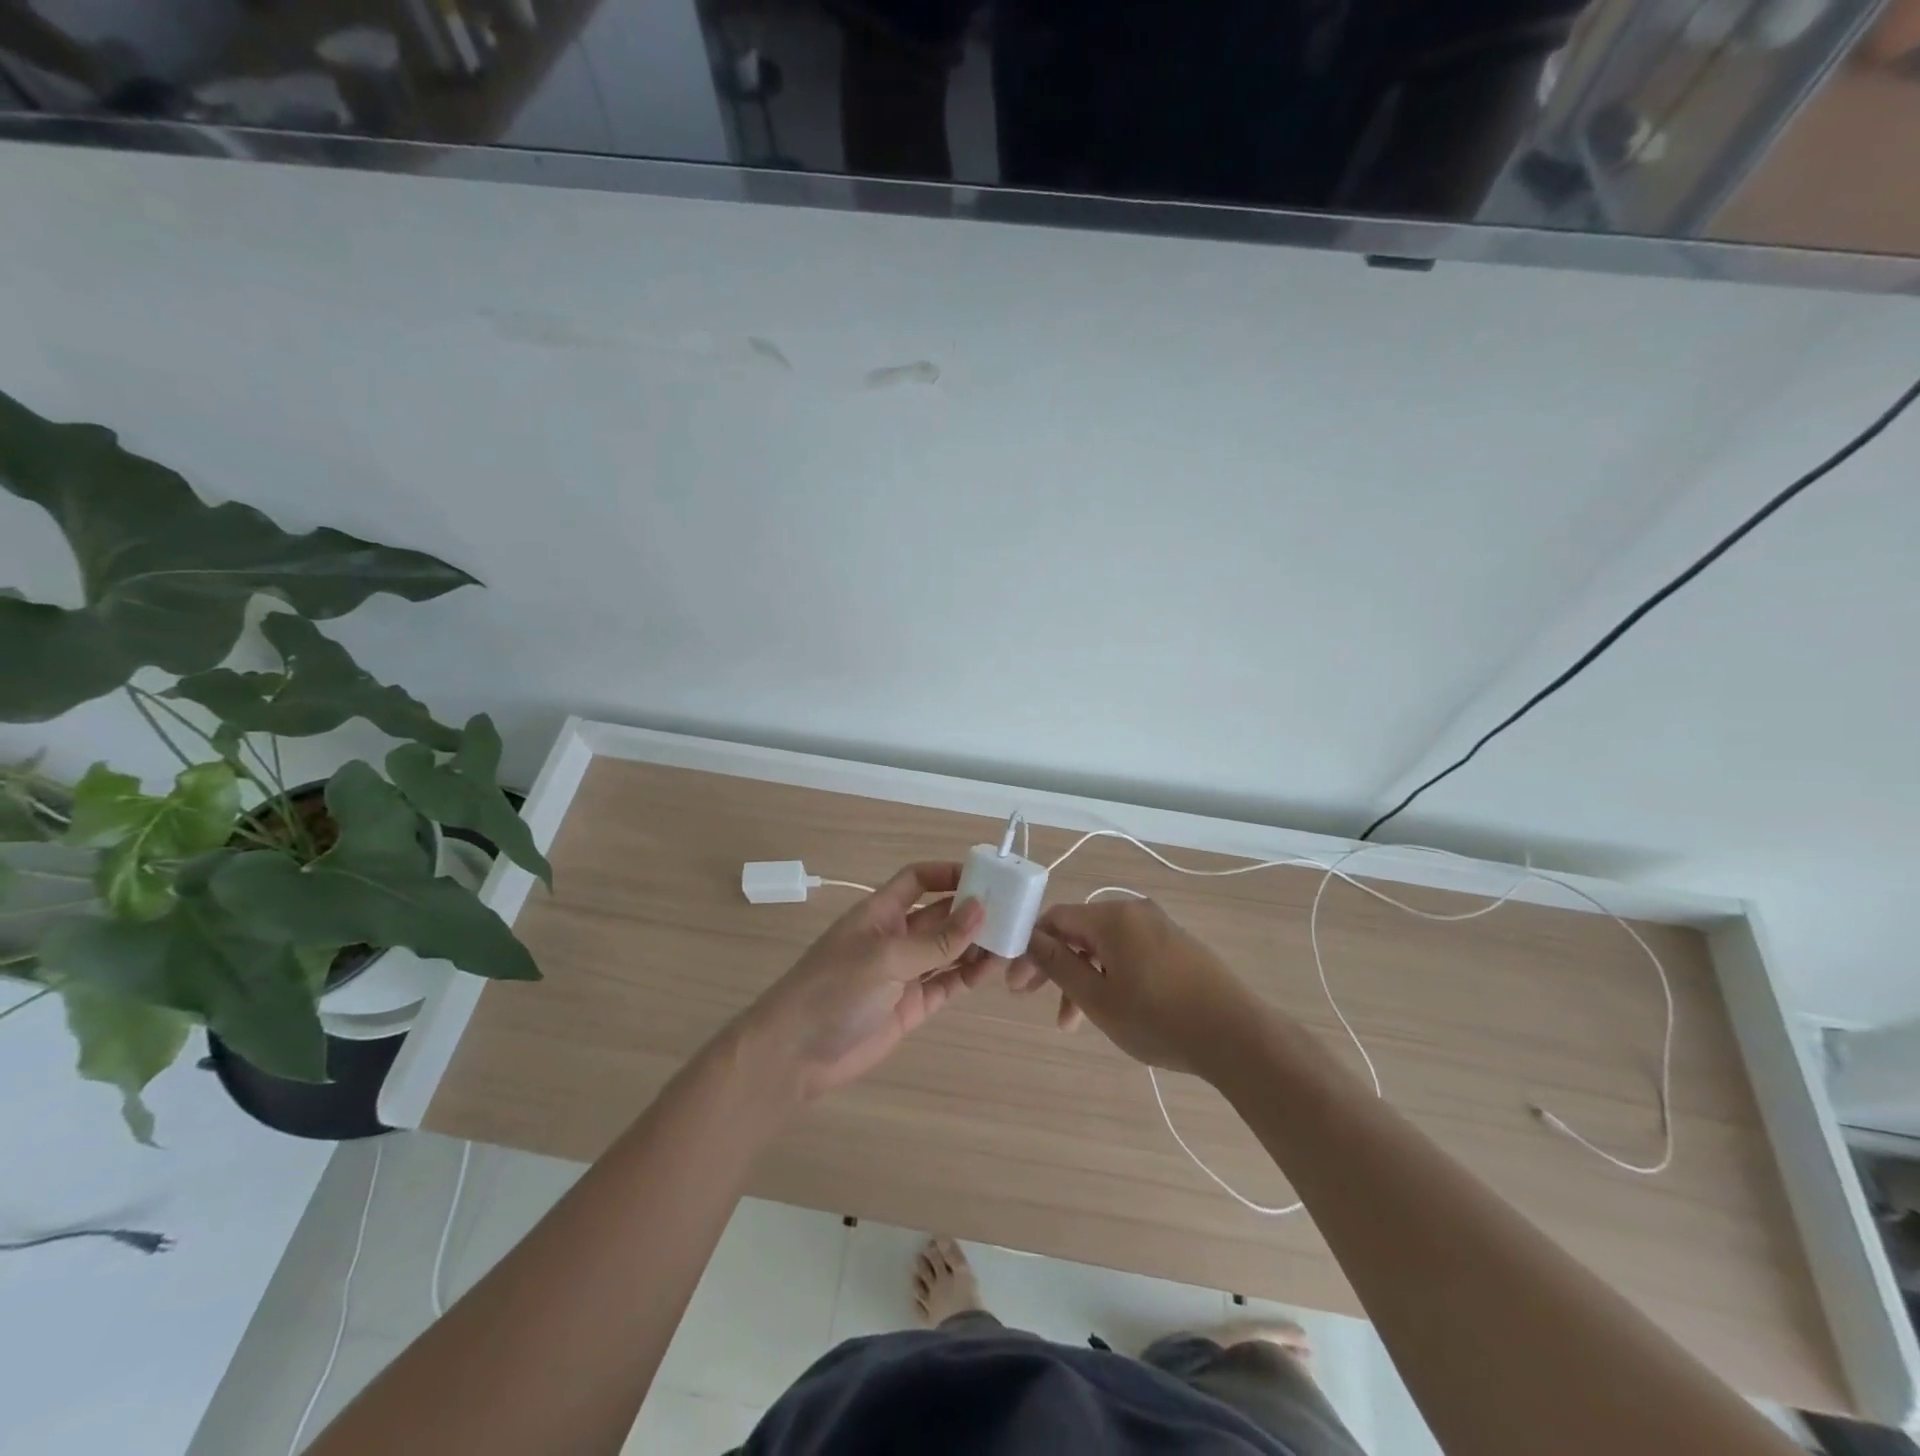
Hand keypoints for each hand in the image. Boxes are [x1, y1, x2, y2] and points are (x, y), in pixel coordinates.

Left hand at [742, 862, 1003, 1099]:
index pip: (918, 880)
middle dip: (972, 911)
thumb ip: (936, 939)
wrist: (796, 1054)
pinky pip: (947, 983)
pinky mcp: (912, 1006)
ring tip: (1012, 940)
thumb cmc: (834, 989)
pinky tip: (993, 969)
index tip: (986, 876)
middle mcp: (895, 937)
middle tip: (1014, 911)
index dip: (948, 873)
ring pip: (949, 950)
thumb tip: (981, 909)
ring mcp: (904, 973)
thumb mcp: (886, 957)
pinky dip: (969, 976)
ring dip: (976, 944)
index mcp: (880, 912)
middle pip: (940, 914)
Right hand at [1007, 898, 1261, 1078]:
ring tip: (1072, 1023)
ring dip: (1082, 978)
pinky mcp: (1178, 947)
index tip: (1016, 984)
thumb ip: (1058, 965)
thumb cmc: (1158, 1018)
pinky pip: (1129, 953)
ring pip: (1104, 947)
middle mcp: (1135, 912)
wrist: (1238, 1036)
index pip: (1056, 918)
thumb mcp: (1097, 997)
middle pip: (1079, 931)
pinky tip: (1112, 1008)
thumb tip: (1028, 938)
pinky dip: (1110, 976)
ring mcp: (1160, 927)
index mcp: (1112, 917)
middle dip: (1054, 965)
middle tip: (1033, 999)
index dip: (1031, 948)